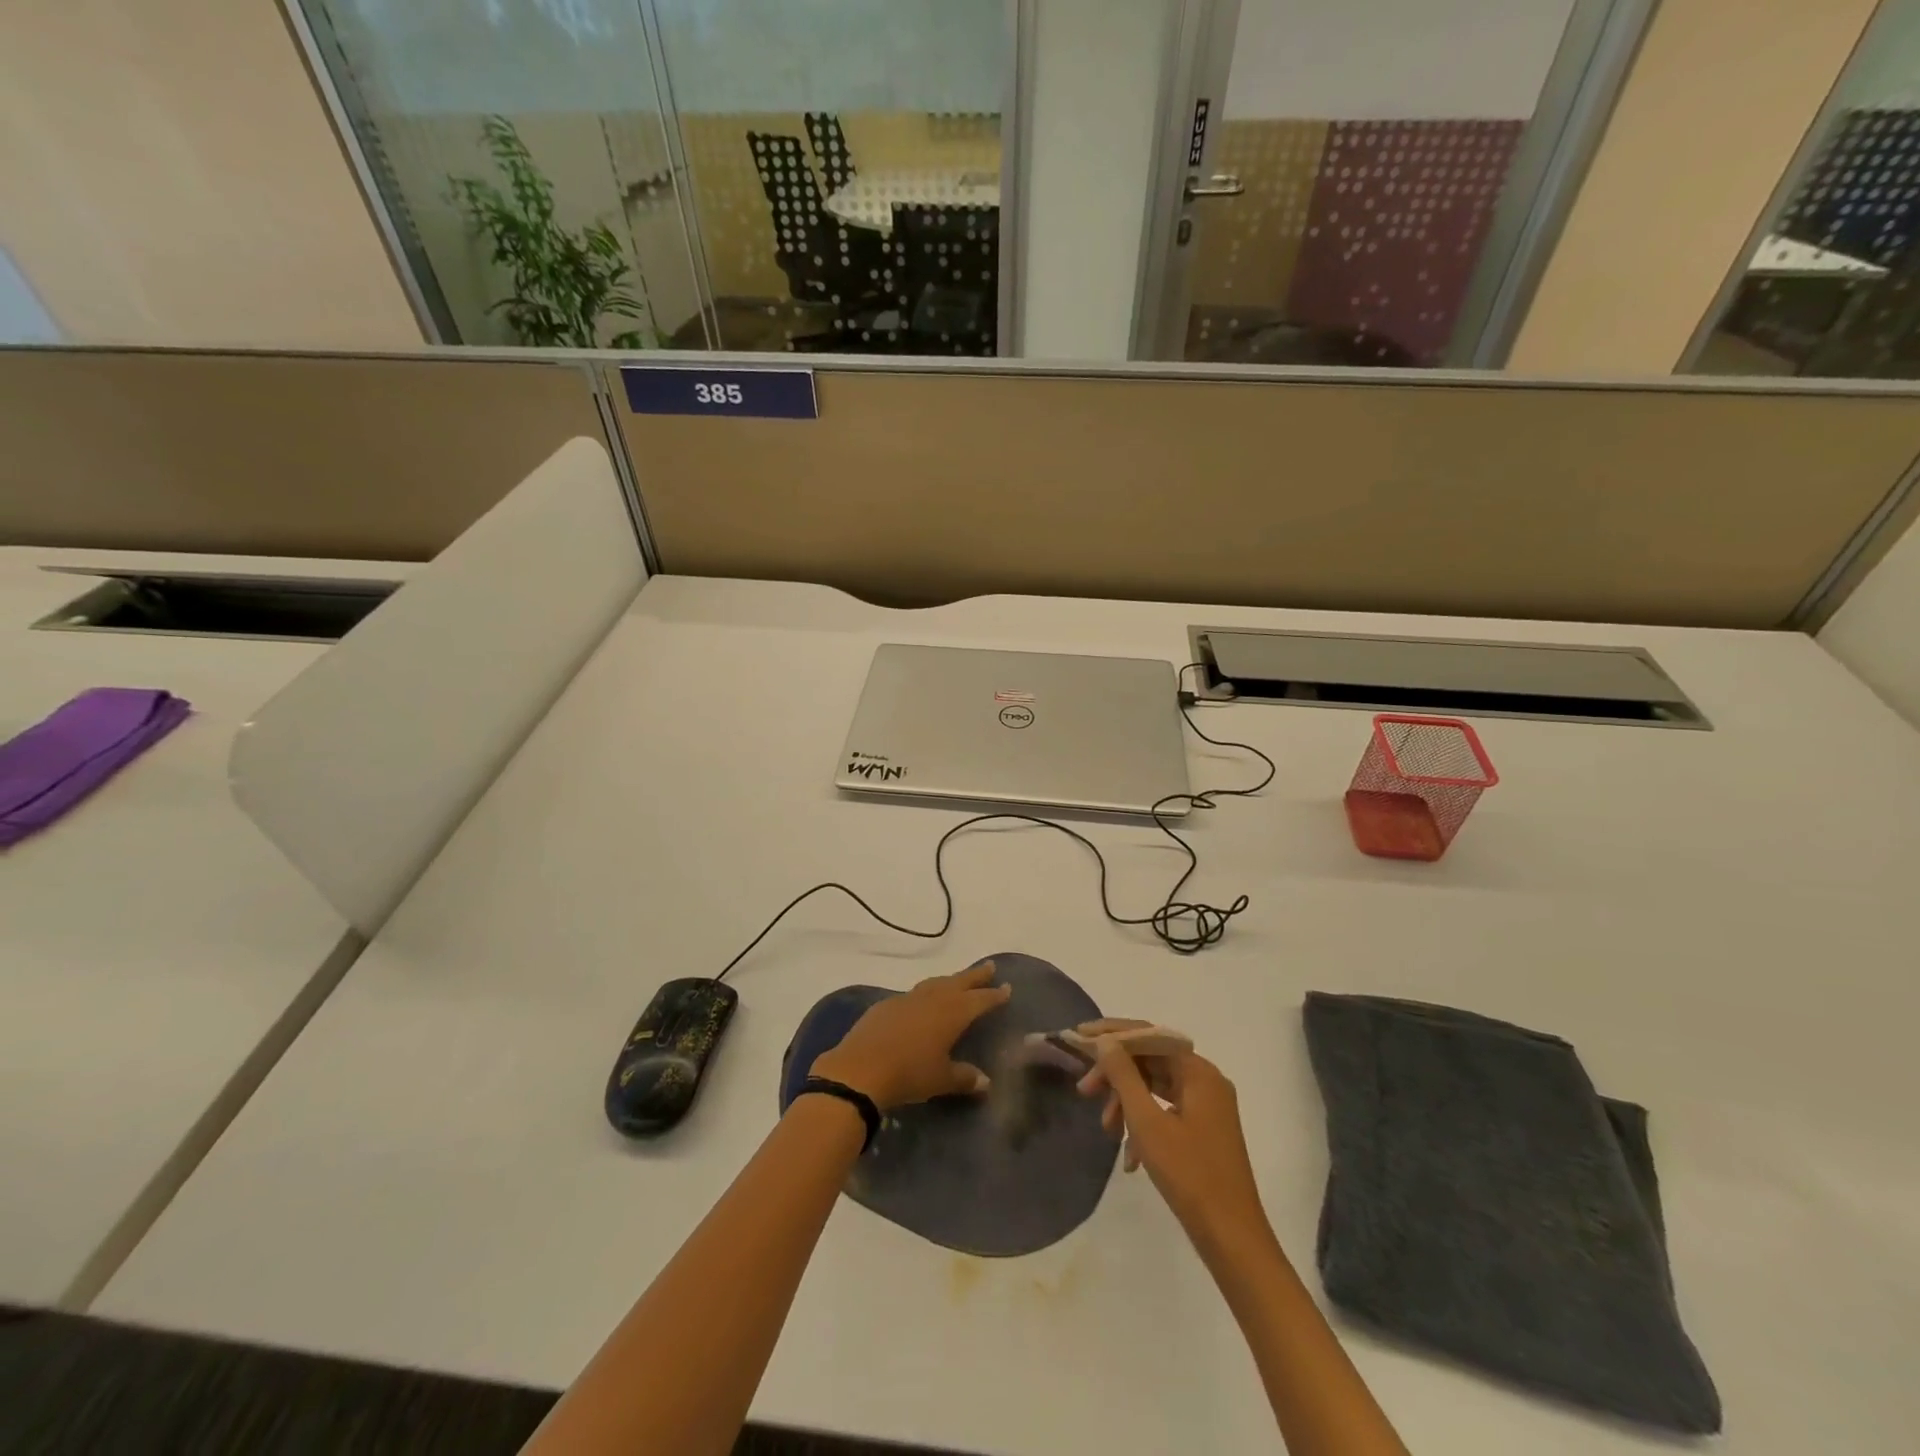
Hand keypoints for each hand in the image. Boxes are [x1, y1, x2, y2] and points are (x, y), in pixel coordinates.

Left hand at [811, 962, 1011, 1111]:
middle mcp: (932, 999)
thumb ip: (964, 1078)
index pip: (979, 1000)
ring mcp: (907, 999)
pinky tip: (922, 1002)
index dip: (994, 995)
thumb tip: (985, 1081)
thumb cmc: (909, 1074)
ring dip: (950, 980)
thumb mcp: (941, 1080)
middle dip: (975, 975)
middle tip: (990, 967)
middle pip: (959, 982)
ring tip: (958, 981)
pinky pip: (913, 994)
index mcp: (952, 1013)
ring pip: (935, 983)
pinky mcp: (886, 1005)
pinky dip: (925, 993)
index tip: (1006, 987)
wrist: (860, 1069)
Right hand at [1075, 1021, 1269, 1251]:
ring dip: (1126, 1103)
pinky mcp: (1203, 1130)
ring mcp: (1207, 1107)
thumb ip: (1124, 1075)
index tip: (1079, 1036)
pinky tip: (1128, 1157)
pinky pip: (1166, 1111)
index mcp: (1198, 1072)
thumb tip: (1105, 1042)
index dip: (1112, 1033)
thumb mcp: (1147, 1122)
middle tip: (1084, 1090)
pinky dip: (1143, 1125)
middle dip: (1115, 1075)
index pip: (1149, 1035)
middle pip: (1151, 1061)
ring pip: (1155, 1088)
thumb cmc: (1189, 1174)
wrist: (1232, 1238)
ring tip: (1106, 1129)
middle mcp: (1205, 1081)